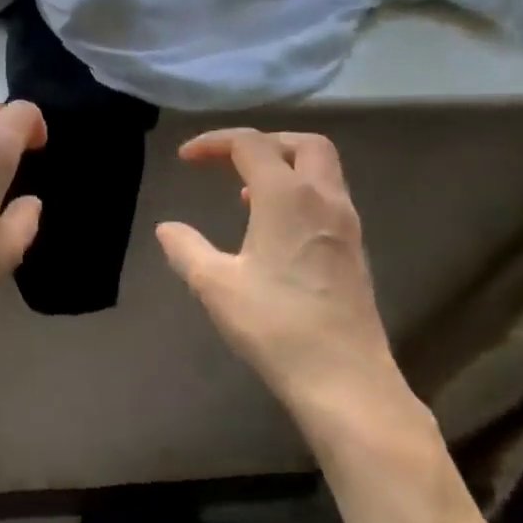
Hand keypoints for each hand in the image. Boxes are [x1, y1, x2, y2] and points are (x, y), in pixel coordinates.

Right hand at [157, 130, 415, 427]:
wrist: (345, 379)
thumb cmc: (275, 326)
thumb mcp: (215, 285)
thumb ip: (186, 249)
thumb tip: (167, 228)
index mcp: (287, 197)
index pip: (251, 144)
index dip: (214, 142)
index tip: (186, 159)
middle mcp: (324, 200)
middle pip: (303, 144)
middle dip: (263, 142)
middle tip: (230, 161)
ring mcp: (346, 226)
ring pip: (322, 171)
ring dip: (285, 168)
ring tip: (246, 193)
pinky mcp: (354, 251)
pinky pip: (328, 199)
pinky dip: (300, 194)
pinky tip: (275, 228)